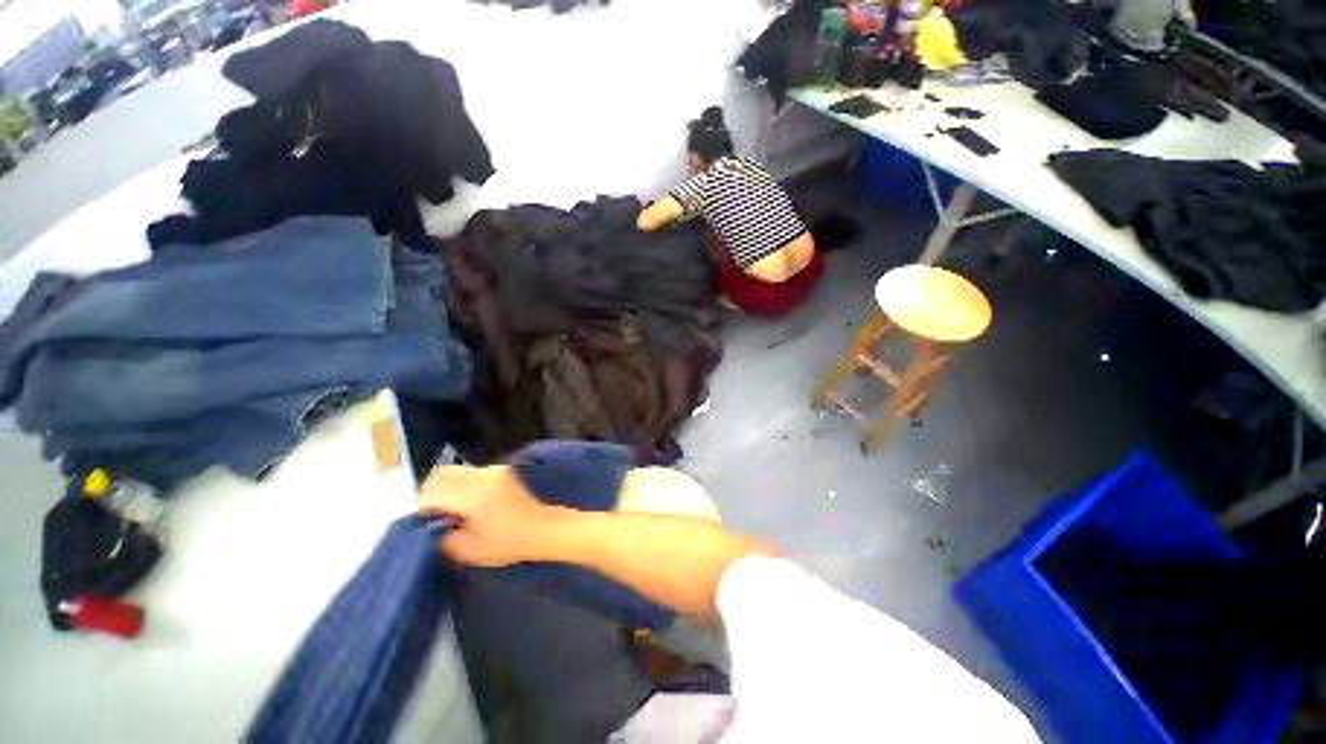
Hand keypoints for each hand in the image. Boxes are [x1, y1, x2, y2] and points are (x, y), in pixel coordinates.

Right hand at [418, 465, 558, 566]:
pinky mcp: (501, 470)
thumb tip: (430, 528)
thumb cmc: (508, 543)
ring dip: (445, 486)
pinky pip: (470, 472)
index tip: (422, 523)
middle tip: (430, 514)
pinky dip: (459, 483)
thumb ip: (444, 538)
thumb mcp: (470, 551)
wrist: (542, 528)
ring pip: (455, 470)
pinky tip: (464, 503)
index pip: (433, 491)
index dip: (422, 507)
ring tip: (447, 510)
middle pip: (441, 474)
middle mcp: (483, 476)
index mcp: (475, 495)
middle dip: (429, 493)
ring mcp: (494, 470)